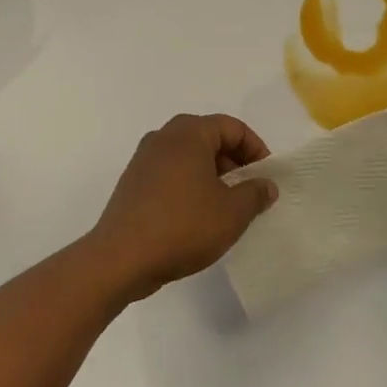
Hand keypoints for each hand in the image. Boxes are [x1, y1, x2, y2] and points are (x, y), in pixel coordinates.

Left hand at [89, 114, 278, 301]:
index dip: (255, 149)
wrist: (121, 259)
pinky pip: (170, 172)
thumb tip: (265, 185)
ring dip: (212, 174)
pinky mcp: (132, 182)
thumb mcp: (232, 212)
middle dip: (233, 161)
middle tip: (248, 190)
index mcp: (189, 133)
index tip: (265, 177)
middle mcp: (164, 137)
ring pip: (188, 156)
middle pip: (209, 137)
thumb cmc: (183, 226)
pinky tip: (197, 215)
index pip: (232, 127)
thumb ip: (255, 193)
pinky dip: (189, 184)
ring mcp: (144, 159)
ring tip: (225, 206)